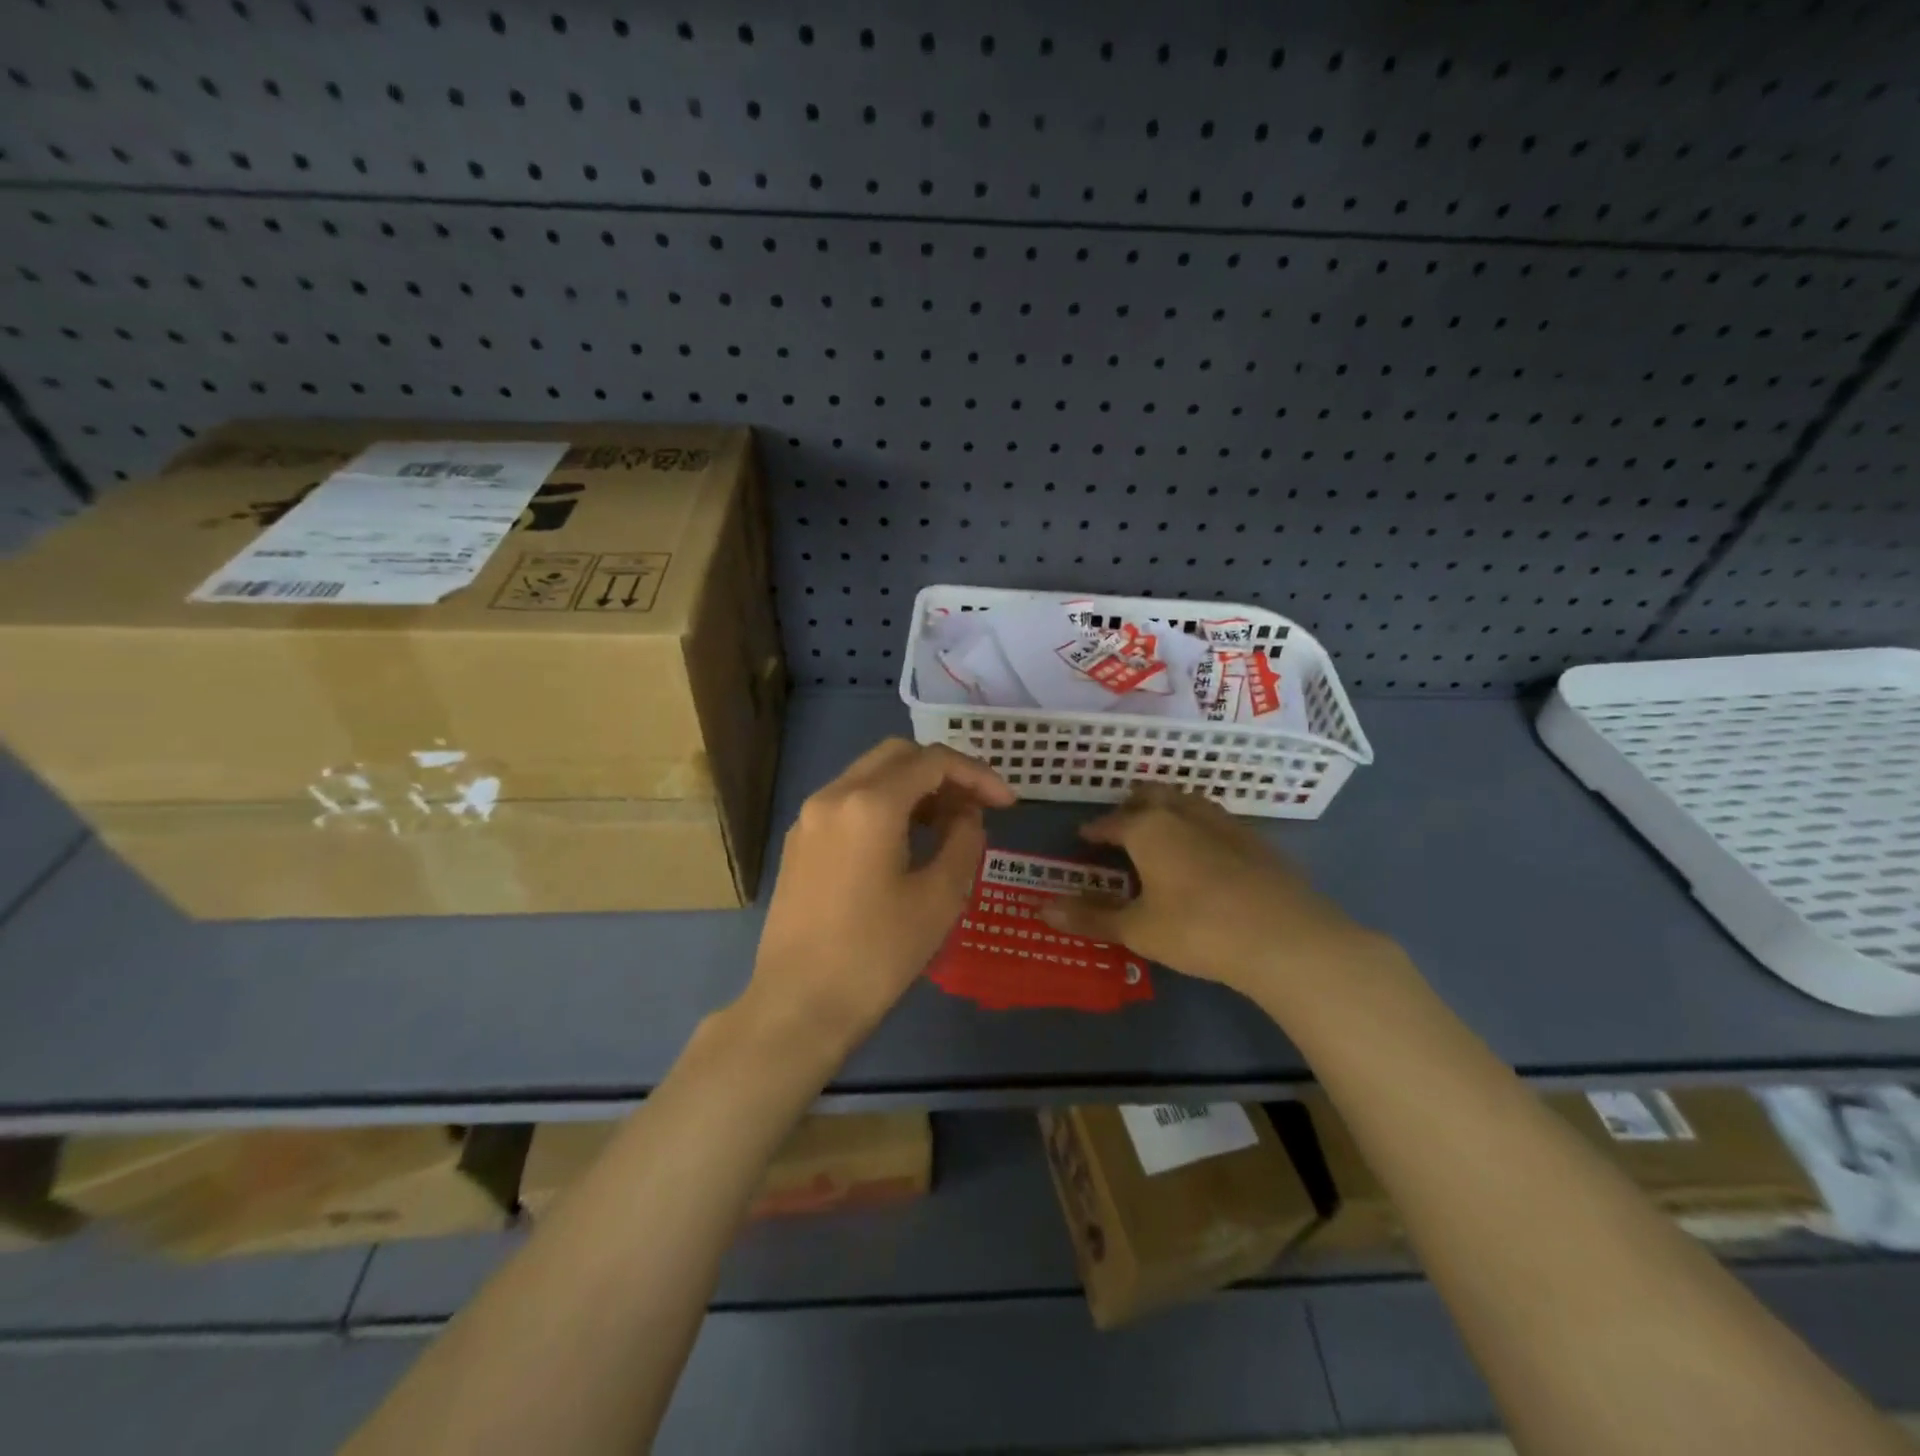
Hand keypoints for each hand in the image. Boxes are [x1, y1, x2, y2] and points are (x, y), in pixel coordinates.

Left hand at [744, 738, 1014, 1052]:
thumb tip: (966, 815)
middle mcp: (834, 795)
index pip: (934, 761)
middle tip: (974, 807)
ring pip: (870, 774)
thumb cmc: (876, 955)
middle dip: (943, 772)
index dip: (978, 774)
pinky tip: (904, 841)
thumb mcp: (939, 898)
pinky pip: (848, 800)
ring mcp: (809, 817)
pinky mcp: (798, 841)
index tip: (1007, 804)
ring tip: (946, 825)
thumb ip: (964, 840)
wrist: (798, 1006)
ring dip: (913, 787)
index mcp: (870, 803)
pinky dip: (884, 804)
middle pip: (898, 755)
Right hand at [1041, 784, 1391, 1000]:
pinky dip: (1200, 828)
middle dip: (1134, 805)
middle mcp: (1185, 814)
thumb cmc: (1197, 929)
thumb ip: (1091, 917)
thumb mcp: (1138, 929)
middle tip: (1123, 825)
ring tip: (1162, 832)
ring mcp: (1226, 824)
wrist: (1285, 938)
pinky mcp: (1258, 842)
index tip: (1085, 836)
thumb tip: (1042, 910)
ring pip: (1189, 802)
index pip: (1113, 821)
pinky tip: (1207, 854)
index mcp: (1150, 828)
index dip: (1096, 829)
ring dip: (1170, 810)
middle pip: (1154, 796)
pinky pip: (1218, 822)